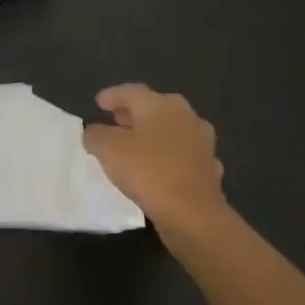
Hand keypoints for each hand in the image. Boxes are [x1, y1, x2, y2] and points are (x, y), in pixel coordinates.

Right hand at [81, 84, 227, 230]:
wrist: (192, 213)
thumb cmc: (147, 171)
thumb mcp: (108, 149)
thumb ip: (96, 135)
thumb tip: (96, 132)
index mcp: (161, 105)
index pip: (132, 92)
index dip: (112, 95)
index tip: (98, 103)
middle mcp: (186, 116)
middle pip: (154, 108)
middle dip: (133, 113)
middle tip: (115, 120)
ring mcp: (202, 142)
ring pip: (170, 131)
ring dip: (152, 135)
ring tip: (133, 145)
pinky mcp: (209, 168)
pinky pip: (181, 155)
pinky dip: (166, 157)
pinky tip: (157, 168)